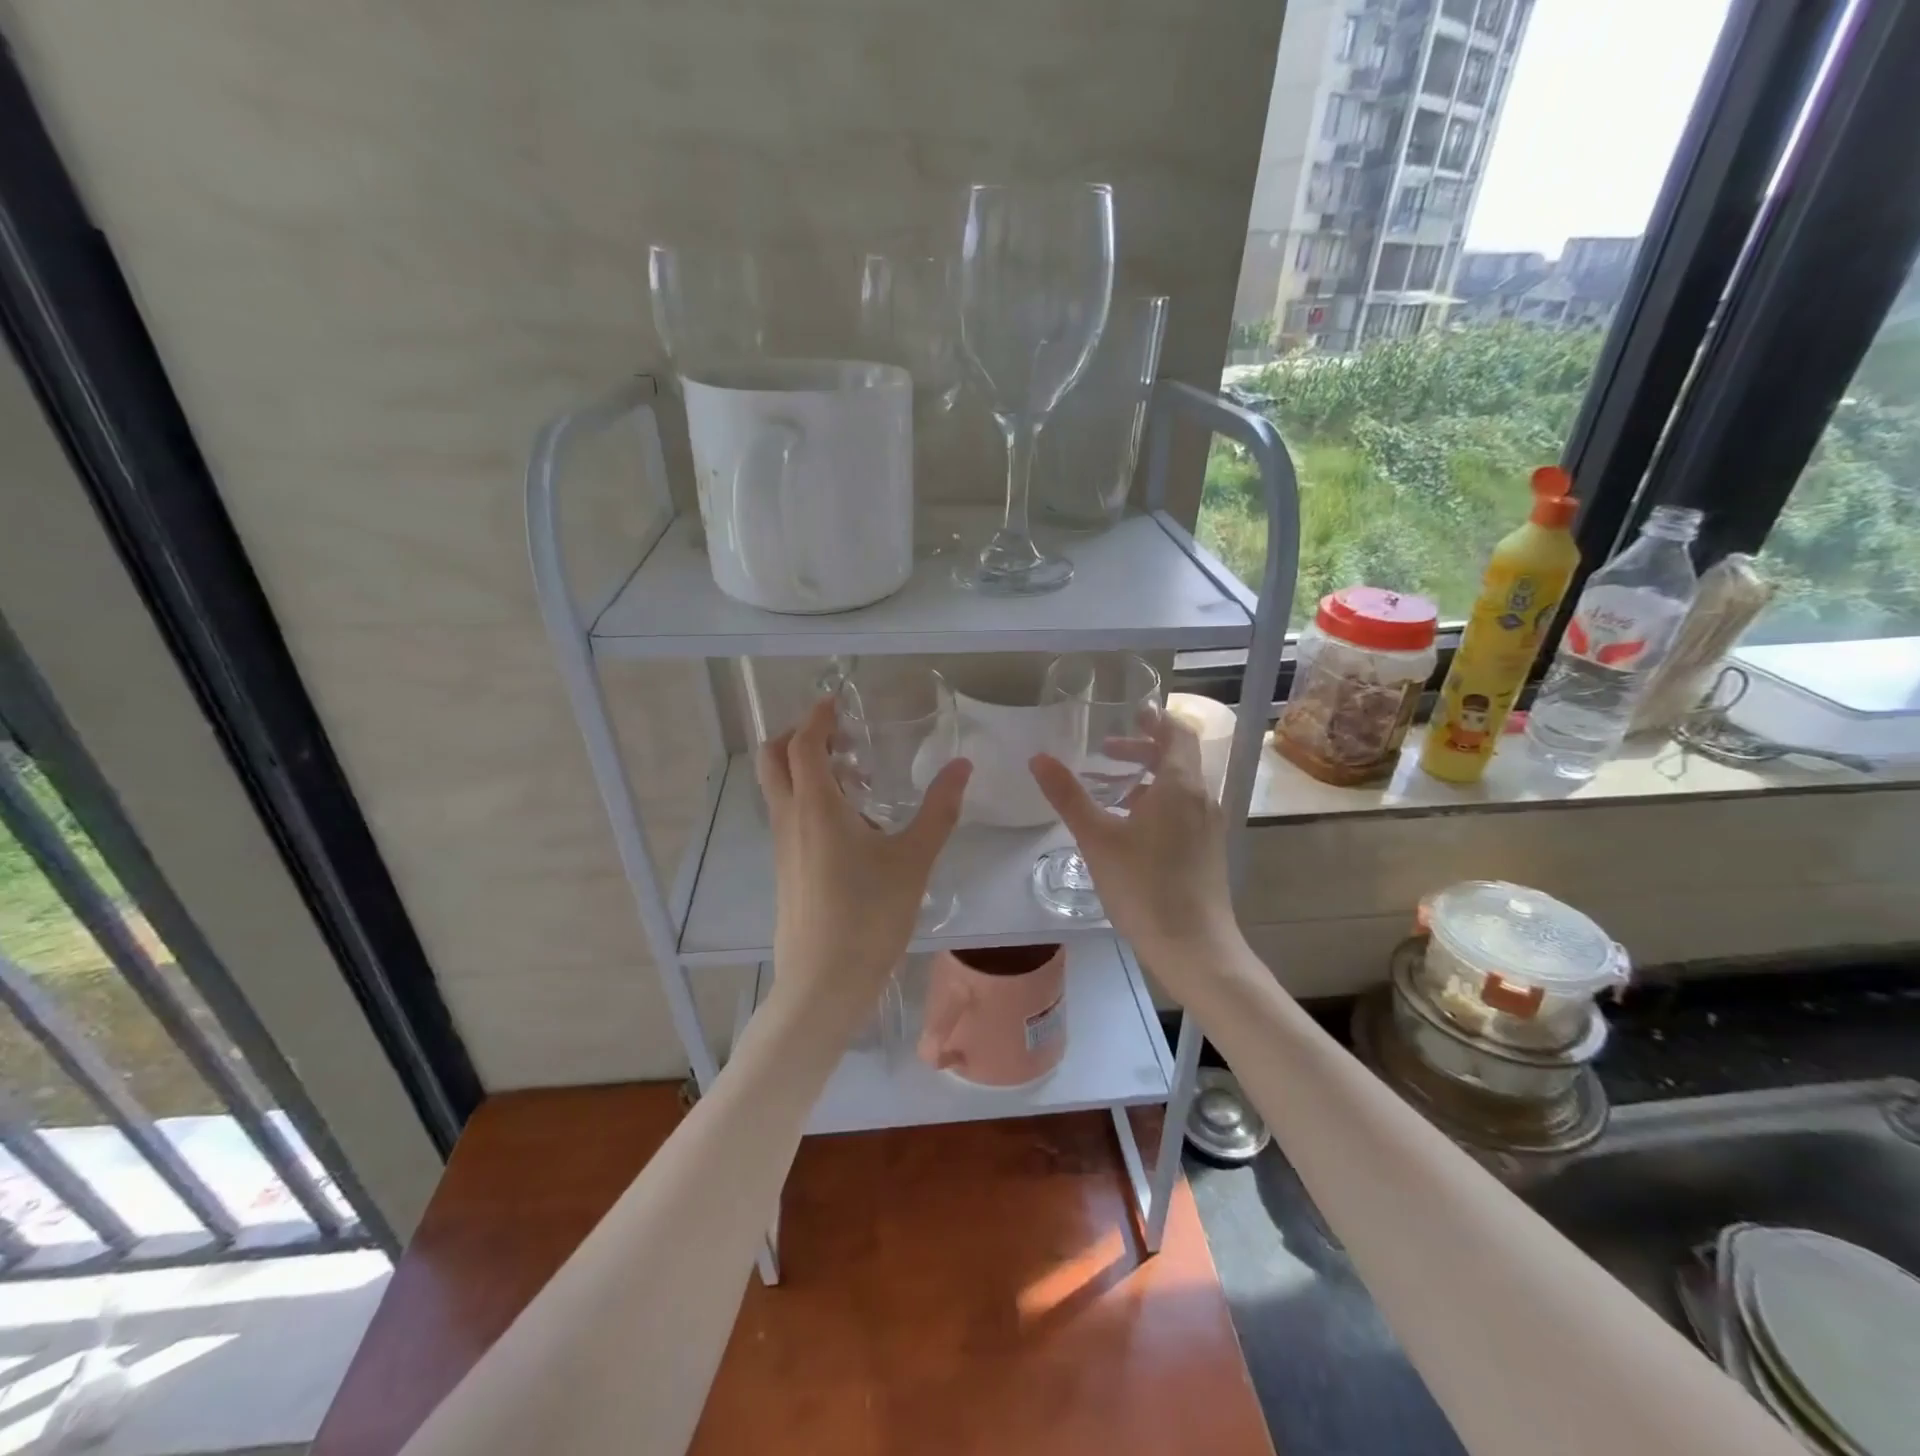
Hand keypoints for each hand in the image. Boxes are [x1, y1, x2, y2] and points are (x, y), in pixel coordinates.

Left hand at [757, 697, 971, 1029]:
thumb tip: (962, 766)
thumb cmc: (870, 915)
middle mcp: (790, 819)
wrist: (824, 982)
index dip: (816, 717)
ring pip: (778, 789)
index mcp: (816, 806)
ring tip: (850, 776)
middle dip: (795, 736)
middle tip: (835, 735)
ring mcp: (782, 846)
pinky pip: (788, 817)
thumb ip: (939, 809)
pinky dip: (806, 799)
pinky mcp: (785, 870)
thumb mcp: (913, 859)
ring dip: (801, 769)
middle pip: (772, 760)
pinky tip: (849, 823)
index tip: (836, 703)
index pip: (803, 744)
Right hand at [1029, 712, 1237, 998]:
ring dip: (1148, 777)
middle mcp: (1202, 798)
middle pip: (1178, 757)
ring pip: (1180, 785)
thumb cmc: (1144, 886)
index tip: (1131, 714)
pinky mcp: (1208, 849)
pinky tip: (1130, 827)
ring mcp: (1209, 825)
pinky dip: (1158, 801)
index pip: (1177, 733)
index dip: (1155, 720)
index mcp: (1180, 785)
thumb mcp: (1097, 839)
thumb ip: (1068, 796)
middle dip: (1143, 749)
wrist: (1194, 946)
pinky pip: (1184, 809)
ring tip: (1110, 789)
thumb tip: (1038, 758)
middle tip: (1106, 751)